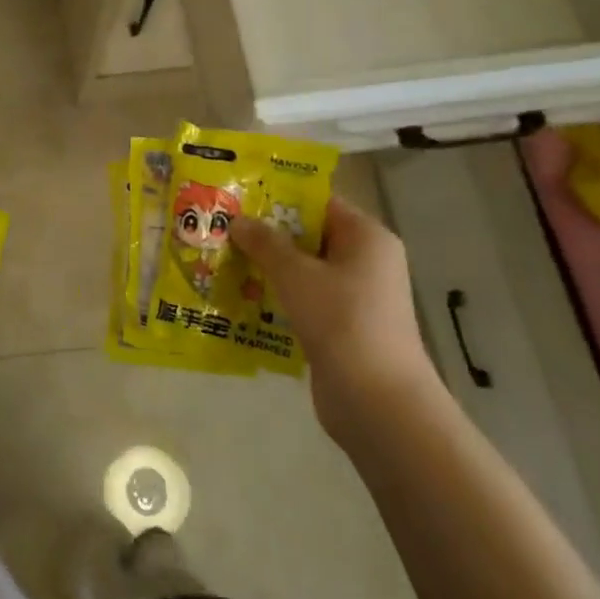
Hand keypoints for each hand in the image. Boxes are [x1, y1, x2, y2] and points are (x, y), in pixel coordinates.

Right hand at [231, 196, 440, 436]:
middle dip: (267, 235)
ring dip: (269, 268)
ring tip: (225, 262)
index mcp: (366, 237)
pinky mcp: (344, 327)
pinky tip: (243, 299)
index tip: (239, 199)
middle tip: (223, 230)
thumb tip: (239, 220)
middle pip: (310, 236)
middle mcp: (367, 261)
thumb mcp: (295, 273)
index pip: (319, 203)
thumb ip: (265, 243)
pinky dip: (279, 297)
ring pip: (305, 271)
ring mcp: (357, 297)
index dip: (279, 198)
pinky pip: (306, 300)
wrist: (376, 400)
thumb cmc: (340, 319)